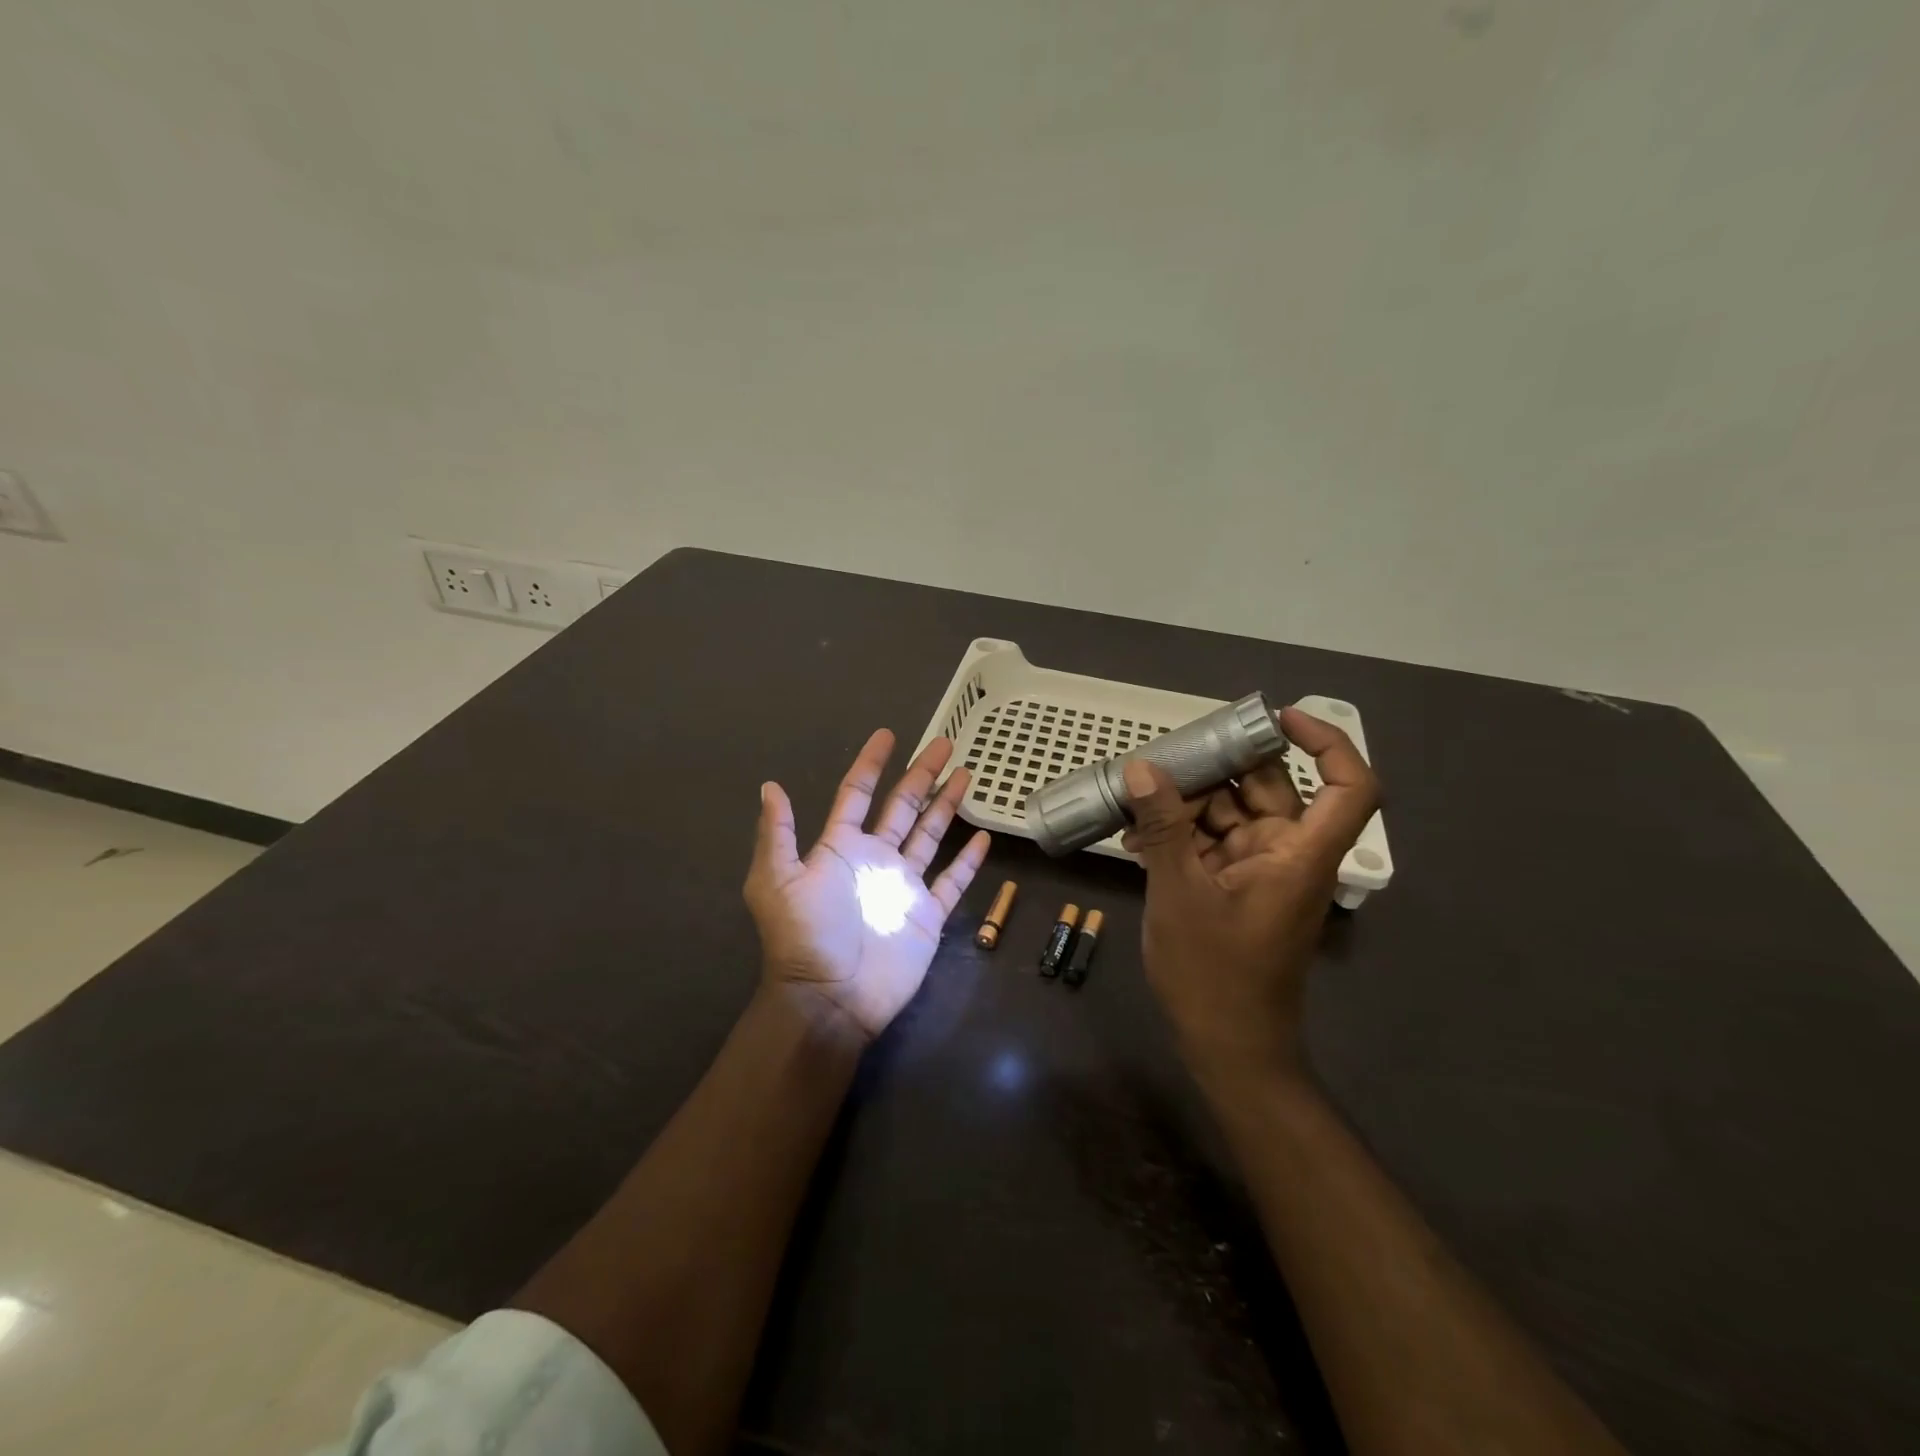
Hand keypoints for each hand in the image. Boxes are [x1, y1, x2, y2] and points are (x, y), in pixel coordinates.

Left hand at [746, 730, 991, 1041]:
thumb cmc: (804, 937)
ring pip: (930, 835)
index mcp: (840, 848)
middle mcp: (875, 859)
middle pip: (903, 806)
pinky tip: (982, 837)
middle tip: (943, 743)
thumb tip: (770, 785)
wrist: (831, 998)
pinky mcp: (927, 914)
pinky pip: (952, 881)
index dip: (871, 764)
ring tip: (965, 774)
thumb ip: (777, 833)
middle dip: (921, 774)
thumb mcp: (777, 881)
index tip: (888, 735)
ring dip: (947, 805)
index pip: (857, 794)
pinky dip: (967, 861)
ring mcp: (904, 885)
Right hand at [1121, 707, 1380, 1080]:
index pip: (1348, 786)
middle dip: (1216, 770)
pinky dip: (1180, 835)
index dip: (1326, 743)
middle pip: (1268, 788)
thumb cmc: (1213, 973)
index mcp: (1299, 855)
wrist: (1226, 1047)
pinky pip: (1211, 842)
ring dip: (1185, 805)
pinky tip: (1136, 839)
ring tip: (1134, 806)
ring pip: (1230, 813)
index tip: (1276, 720)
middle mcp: (1288, 854)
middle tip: (1161, 762)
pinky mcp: (1235, 887)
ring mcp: (1260, 871)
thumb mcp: (1178, 892)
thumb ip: (1162, 827)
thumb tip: (1142, 769)